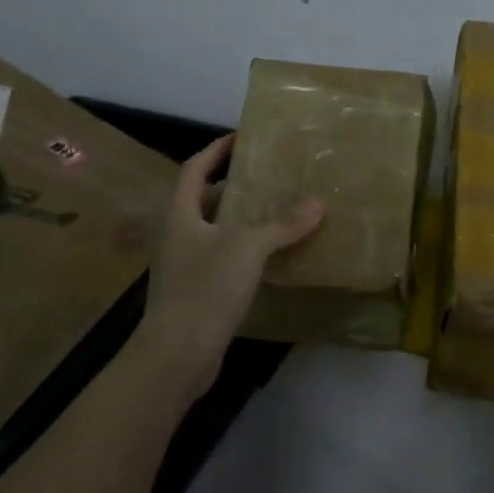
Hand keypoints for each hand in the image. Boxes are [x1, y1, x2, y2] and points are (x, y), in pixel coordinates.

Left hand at [132, 134, 323, 398]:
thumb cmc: (205, 288)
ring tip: (274, 211)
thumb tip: (318, 204)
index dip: (216, 150)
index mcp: (179, 213)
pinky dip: (242, 249)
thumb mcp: (248, 248)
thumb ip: (282, 224)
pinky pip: (219, 257)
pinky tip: (268, 255)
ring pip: (212, 230)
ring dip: (239, 219)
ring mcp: (182, 265)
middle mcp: (176, 234)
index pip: (195, 168)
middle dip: (231, 185)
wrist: (176, 354)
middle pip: (202, 199)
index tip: (241, 138)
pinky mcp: (193, 291)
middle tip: (266, 177)